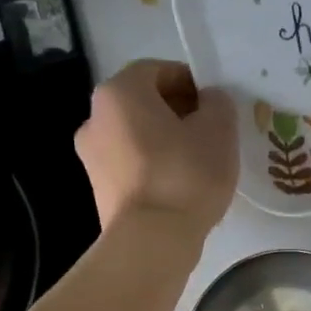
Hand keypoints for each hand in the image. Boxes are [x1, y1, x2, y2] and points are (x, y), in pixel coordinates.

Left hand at [74, 60, 237, 235]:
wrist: (152, 240)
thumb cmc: (186, 175)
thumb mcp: (218, 132)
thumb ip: (218, 104)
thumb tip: (210, 100)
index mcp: (120, 92)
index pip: (158, 70)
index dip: (191, 82)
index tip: (216, 105)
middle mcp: (95, 117)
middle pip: (143, 103)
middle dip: (177, 113)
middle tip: (211, 134)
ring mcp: (91, 155)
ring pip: (136, 136)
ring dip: (165, 141)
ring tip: (198, 164)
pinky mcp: (98, 188)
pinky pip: (132, 165)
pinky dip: (154, 167)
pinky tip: (180, 187)